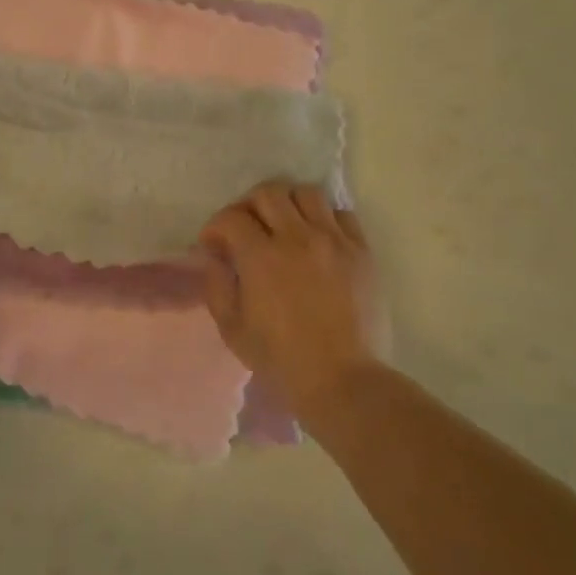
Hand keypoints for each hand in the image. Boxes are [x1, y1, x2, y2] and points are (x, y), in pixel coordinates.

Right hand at [199, 183, 384, 409]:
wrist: (344, 382)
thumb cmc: (281, 361)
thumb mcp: (232, 329)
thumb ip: (217, 285)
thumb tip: (214, 257)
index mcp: (261, 258)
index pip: (231, 217)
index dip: (215, 227)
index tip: (213, 245)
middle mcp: (297, 238)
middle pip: (268, 192)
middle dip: (248, 206)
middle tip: (246, 229)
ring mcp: (334, 242)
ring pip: (306, 193)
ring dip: (288, 204)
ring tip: (284, 226)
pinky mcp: (362, 252)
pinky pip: (342, 214)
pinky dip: (324, 218)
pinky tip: (317, 239)